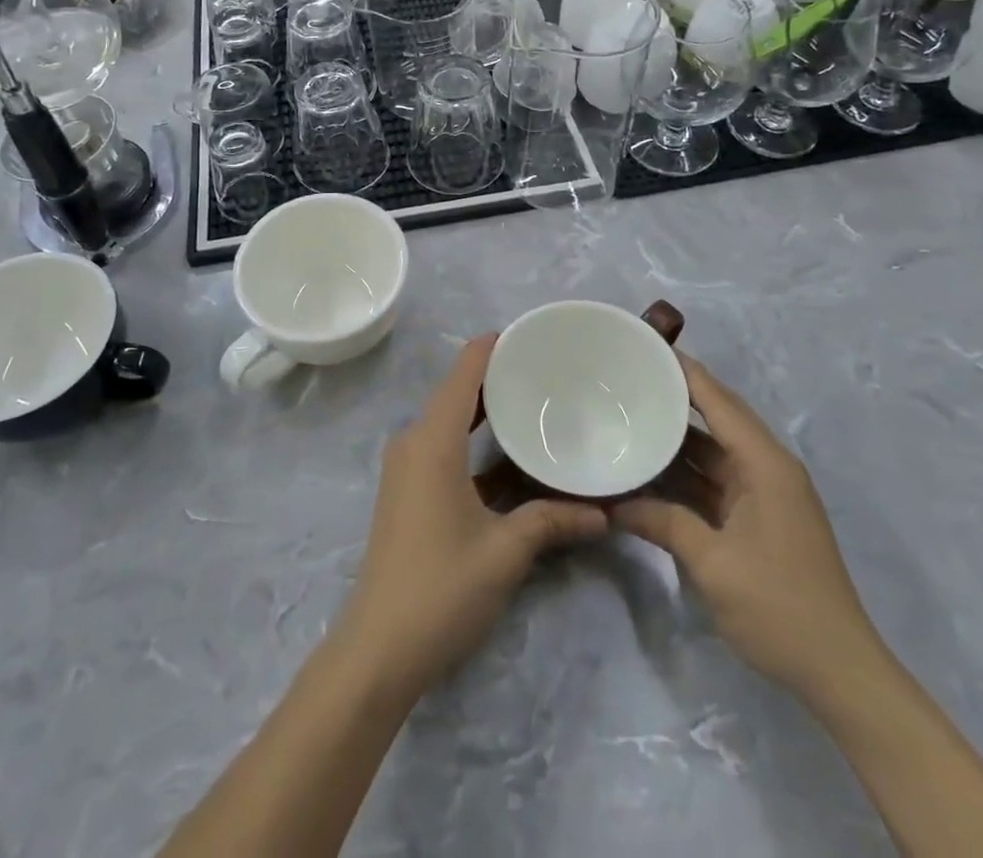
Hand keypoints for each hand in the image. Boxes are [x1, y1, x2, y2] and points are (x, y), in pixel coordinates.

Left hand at [339, 334, 607, 695]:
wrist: (377, 648)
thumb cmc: (441, 587)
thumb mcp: (505, 551)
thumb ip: (552, 522)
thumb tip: (604, 514)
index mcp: (432, 440)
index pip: (463, 373)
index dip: (491, 347)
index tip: (529, 334)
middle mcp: (413, 442)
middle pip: (455, 392)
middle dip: (495, 377)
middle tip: (544, 369)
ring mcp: (405, 467)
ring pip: (447, 419)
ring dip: (482, 409)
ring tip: (530, 400)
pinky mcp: (405, 490)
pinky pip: (441, 444)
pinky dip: (470, 436)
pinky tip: (504, 451)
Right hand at [614, 354, 879, 700]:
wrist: (841, 674)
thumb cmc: (779, 607)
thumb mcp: (713, 563)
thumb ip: (662, 523)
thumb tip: (613, 505)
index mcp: (765, 464)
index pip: (718, 400)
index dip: (683, 371)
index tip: (644, 346)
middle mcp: (767, 468)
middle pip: (717, 418)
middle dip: (675, 398)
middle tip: (628, 380)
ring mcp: (765, 494)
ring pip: (713, 452)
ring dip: (676, 441)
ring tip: (629, 419)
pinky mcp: (760, 518)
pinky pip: (716, 481)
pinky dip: (685, 475)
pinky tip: (650, 472)